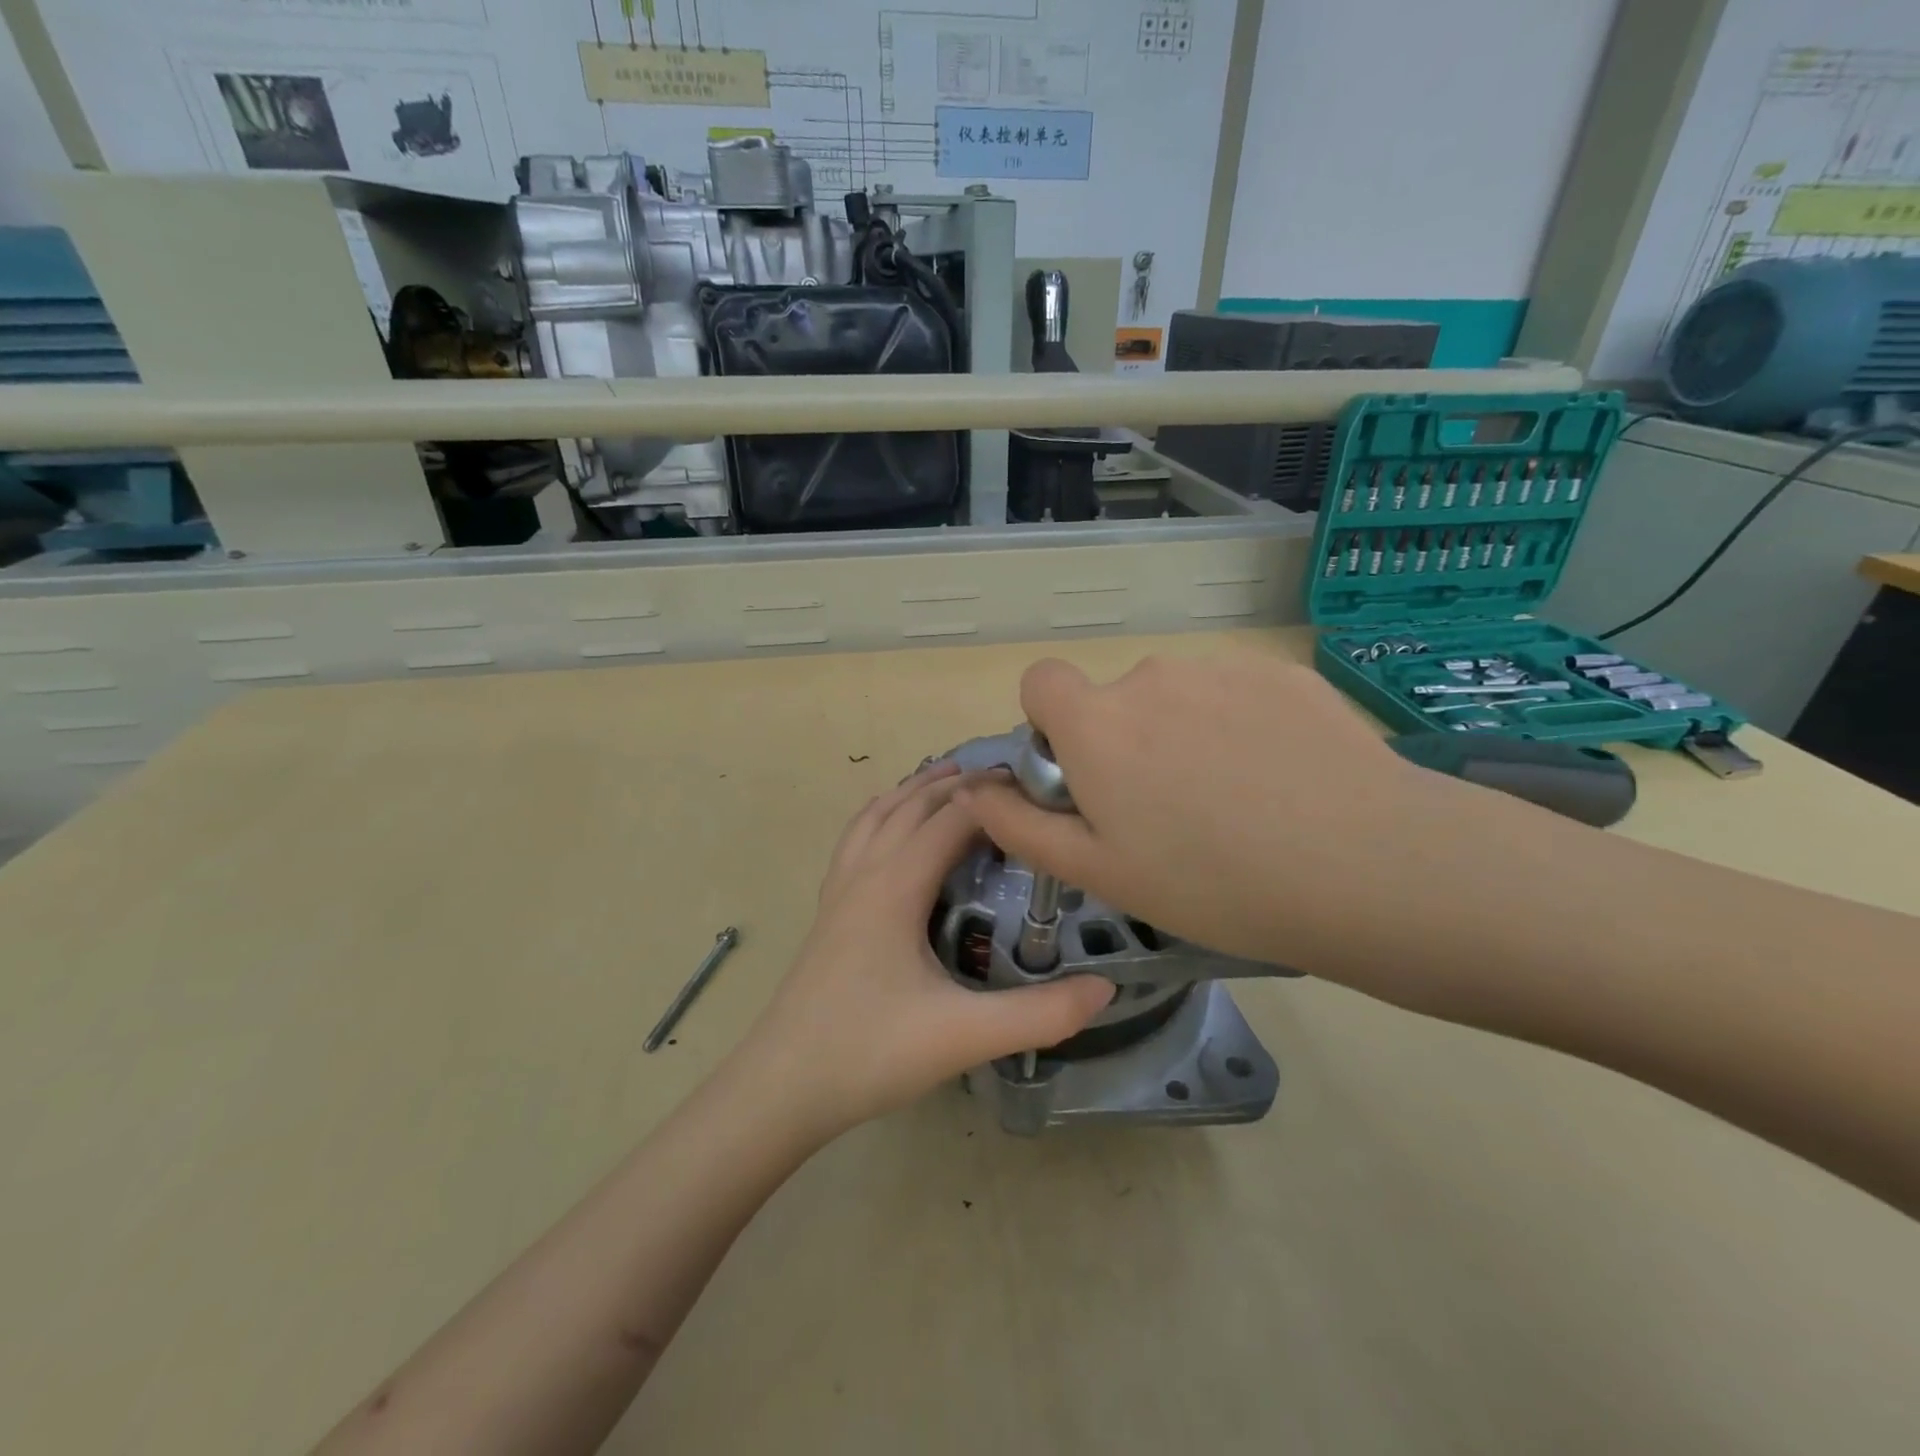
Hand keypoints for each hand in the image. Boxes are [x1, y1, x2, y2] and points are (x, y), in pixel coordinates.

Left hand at [745, 762, 1112, 1136]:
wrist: (781, 1086)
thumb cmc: (870, 1052)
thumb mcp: (964, 1036)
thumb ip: (1040, 1015)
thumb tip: (1107, 988)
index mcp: (895, 885)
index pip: (952, 818)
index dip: (994, 797)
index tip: (1037, 787)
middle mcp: (865, 872)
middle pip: (912, 804)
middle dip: (958, 783)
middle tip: (1007, 779)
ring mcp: (839, 889)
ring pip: (877, 815)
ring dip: (915, 791)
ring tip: (950, 779)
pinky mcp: (828, 911)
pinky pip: (857, 839)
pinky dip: (882, 815)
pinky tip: (891, 828)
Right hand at [957, 654, 1496, 989]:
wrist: (1368, 867)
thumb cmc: (1213, 882)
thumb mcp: (1099, 872)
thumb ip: (1021, 825)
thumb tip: (978, 789)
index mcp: (1097, 722)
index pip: (1041, 681)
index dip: (1050, 725)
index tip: (1083, 775)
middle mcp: (1151, 676)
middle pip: (1115, 700)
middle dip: (1124, 743)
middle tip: (1170, 814)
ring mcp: (1222, 668)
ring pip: (1178, 698)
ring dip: (1184, 735)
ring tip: (1236, 803)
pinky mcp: (1283, 672)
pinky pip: (1236, 693)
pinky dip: (1241, 726)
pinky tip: (1282, 781)